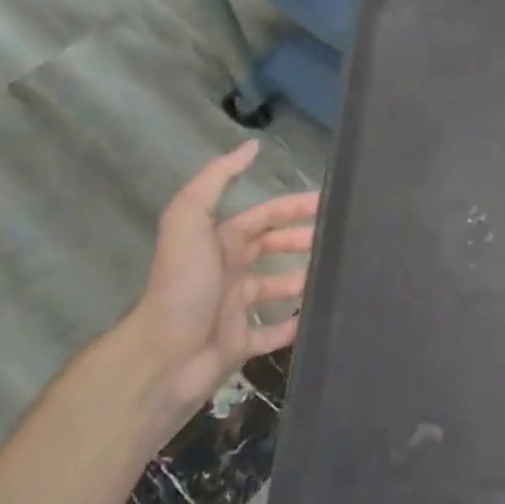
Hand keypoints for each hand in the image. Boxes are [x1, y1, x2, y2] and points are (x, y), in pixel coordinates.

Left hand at [120, 140, 317, 431]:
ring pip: (277, 288)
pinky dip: (295, 325)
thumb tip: (251, 145)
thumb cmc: (184, 285)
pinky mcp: (240, 344)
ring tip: (338, 274)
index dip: (294, 207)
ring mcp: (234, 309)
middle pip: (273, 248)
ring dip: (304, 280)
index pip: (264, 217)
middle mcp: (228, 271)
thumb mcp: (190, 221)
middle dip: (304, 240)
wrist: (162, 357)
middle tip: (342, 239)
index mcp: (219, 242)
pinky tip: (320, 317)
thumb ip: (216, 180)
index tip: (329, 203)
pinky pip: (274, 333)